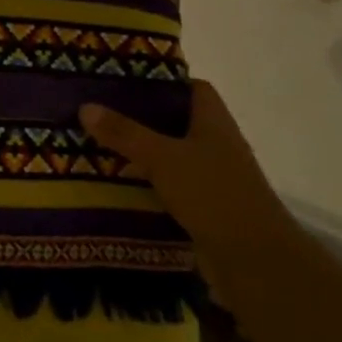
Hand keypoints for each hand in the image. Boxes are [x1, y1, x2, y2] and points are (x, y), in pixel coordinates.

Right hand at [79, 81, 291, 255]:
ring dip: (139, 151)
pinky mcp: (203, 206)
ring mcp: (211, 177)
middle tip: (98, 110)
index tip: (123, 79)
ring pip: (169, 154)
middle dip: (139, 116)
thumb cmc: (214, 194)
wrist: (256, 262)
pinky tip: (115, 182)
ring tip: (96, 143)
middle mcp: (215, 143)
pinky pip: (168, 184)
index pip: (189, 87)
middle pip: (174, 120)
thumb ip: (125, 132)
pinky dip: (145, 182)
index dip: (160, 80)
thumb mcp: (163, 157)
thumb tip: (85, 106)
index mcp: (213, 121)